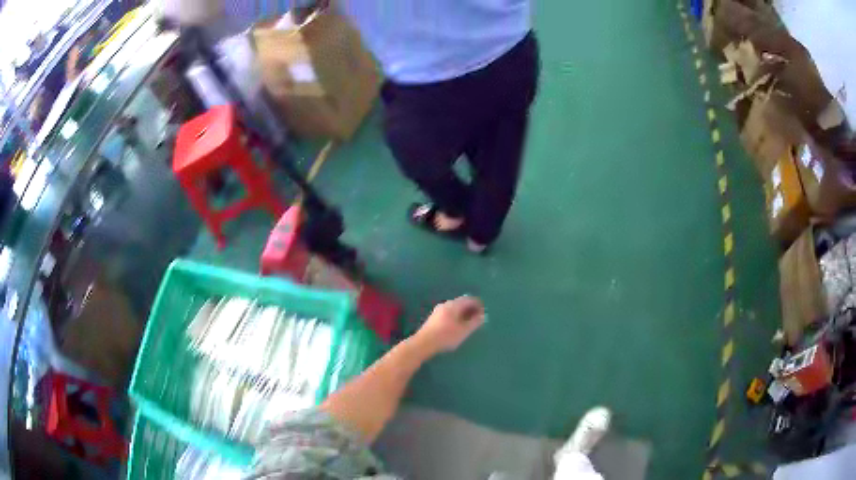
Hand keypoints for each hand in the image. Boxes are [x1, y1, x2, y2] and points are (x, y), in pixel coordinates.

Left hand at [413, 296, 484, 355]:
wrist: (423, 343)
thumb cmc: (446, 336)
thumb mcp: (464, 331)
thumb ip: (475, 322)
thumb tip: (482, 316)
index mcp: (453, 305)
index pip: (469, 299)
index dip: (478, 304)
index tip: (484, 312)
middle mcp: (445, 304)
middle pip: (461, 302)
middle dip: (471, 309)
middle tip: (478, 318)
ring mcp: (438, 310)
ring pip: (455, 308)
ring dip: (464, 313)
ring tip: (469, 323)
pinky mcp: (434, 318)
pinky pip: (449, 313)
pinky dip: (457, 316)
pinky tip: (458, 326)